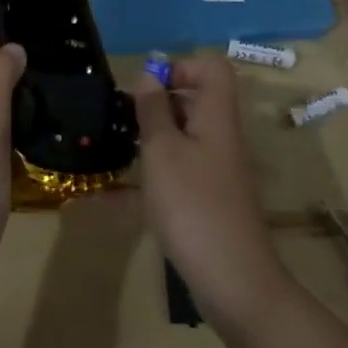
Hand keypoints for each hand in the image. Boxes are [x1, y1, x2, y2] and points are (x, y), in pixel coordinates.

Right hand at [132, 54, 286, 327]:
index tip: (146, 87)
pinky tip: (114, 195)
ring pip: (183, 137)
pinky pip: (178, 172)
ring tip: (115, 149)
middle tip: (121, 117)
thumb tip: (149, 74)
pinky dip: (151, 175)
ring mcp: (216, 171)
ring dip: (150, 138)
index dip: (180, 67)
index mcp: (216, 117)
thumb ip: (153, 110)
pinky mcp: (208, 200)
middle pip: (195, 101)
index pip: (211, 69)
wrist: (233, 281)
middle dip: (156, 103)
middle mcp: (220, 137)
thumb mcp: (163, 150)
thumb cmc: (193, 204)